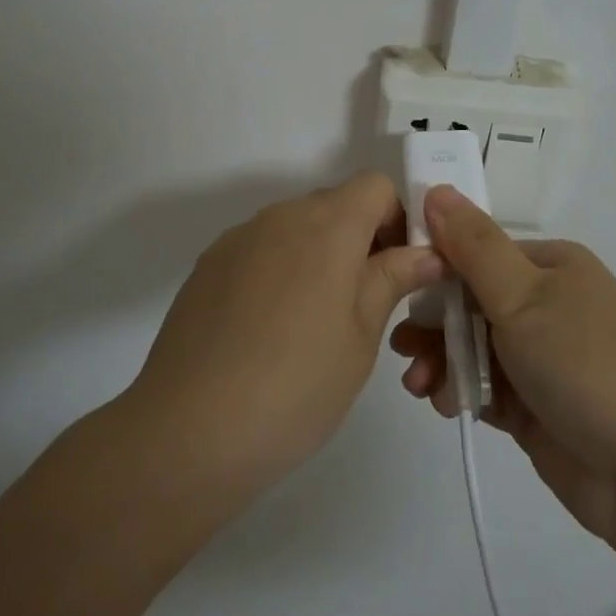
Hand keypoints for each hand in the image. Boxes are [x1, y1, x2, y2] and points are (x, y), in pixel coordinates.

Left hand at [131, 172, 443, 496]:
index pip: (375, 185)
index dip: (397, 219)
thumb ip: (392, 279)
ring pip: (296, 227)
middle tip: (364, 303)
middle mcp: (281, 215)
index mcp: (328, 225)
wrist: (189, 429)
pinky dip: (278, 270)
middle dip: (360, 239)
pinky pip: (260, 249)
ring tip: (312, 324)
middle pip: (335, 204)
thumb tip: (426, 253)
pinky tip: (268, 330)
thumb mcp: (361, 336)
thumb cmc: (296, 384)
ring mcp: (239, 238)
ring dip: (318, 255)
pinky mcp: (208, 265)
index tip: (399, 270)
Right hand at [390, 185, 615, 556]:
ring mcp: (541, 357)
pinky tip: (442, 404)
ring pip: (472, 346)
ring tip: (419, 385)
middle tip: (401, 348)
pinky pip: (483, 386)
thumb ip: (473, 246)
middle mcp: (546, 304)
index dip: (435, 269)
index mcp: (550, 266)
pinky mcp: (534, 405)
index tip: (395, 289)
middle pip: (470, 302)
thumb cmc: (585, 367)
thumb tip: (436, 189)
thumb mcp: (524, 297)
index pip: (477, 253)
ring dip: (440, 360)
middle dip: (432, 324)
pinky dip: (459, 391)